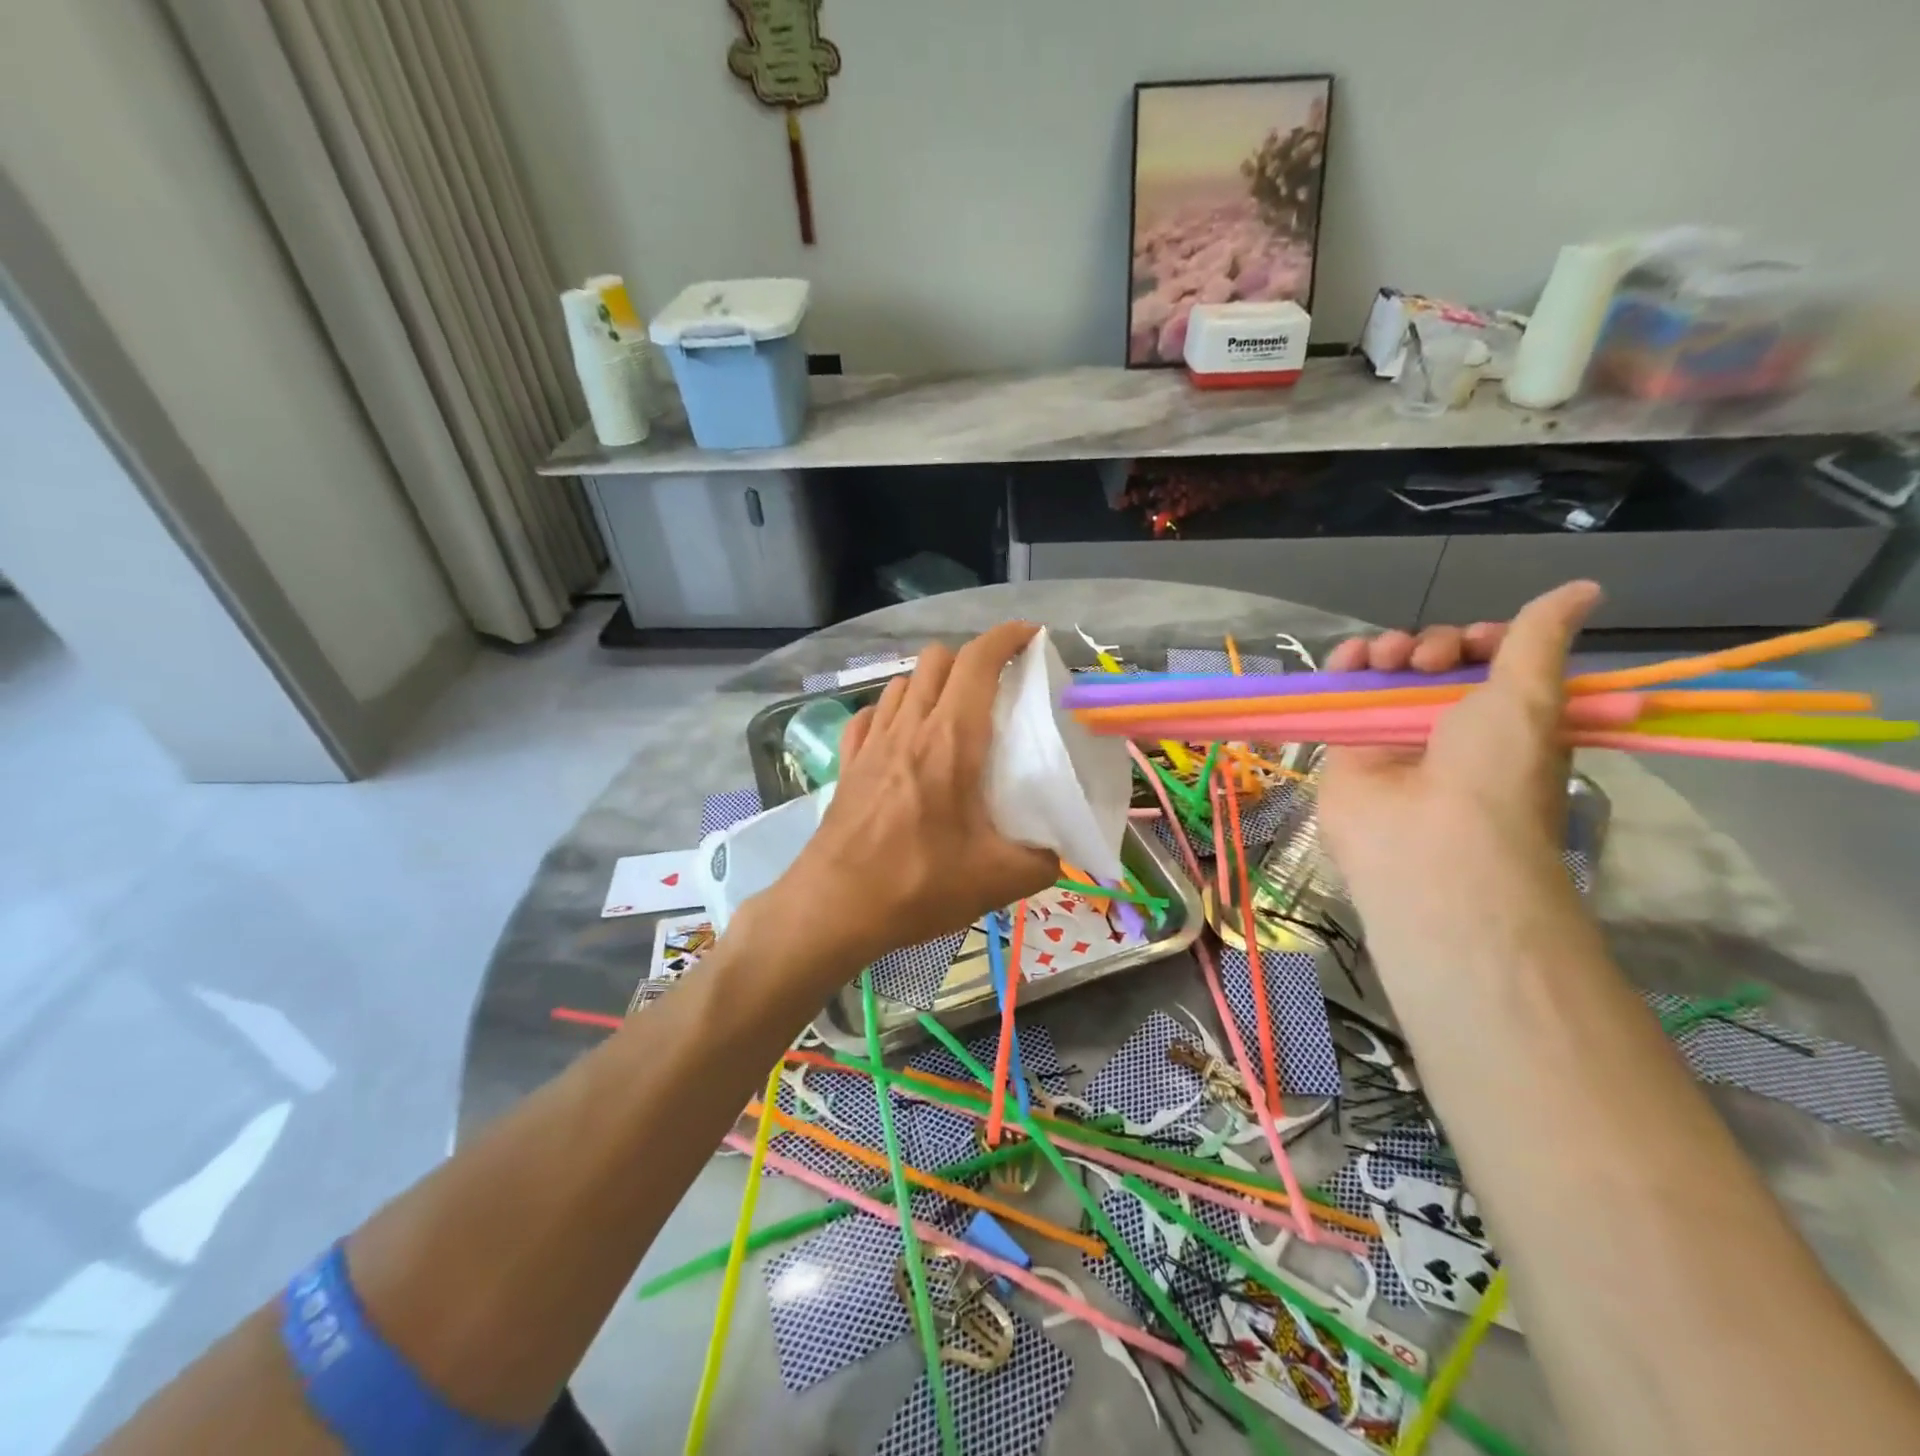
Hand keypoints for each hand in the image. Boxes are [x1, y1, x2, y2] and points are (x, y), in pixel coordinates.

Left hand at [769, 623, 1060, 973]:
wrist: (834, 907)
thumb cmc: (918, 884)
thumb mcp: (997, 879)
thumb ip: (1041, 860)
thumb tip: (1057, 853)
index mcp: (952, 740)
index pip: (978, 661)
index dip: (1006, 637)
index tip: (1030, 636)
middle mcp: (909, 727)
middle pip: (937, 659)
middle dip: (971, 659)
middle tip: (996, 689)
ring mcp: (872, 742)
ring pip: (903, 683)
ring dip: (931, 684)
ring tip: (952, 713)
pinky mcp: (848, 764)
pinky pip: (870, 716)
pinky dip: (892, 712)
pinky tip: (901, 738)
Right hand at [1317, 582, 1601, 956]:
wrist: (1428, 842)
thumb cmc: (1494, 770)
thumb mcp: (1532, 696)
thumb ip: (1539, 638)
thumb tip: (1585, 586)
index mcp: (1503, 718)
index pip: (1488, 662)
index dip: (1481, 641)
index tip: (1478, 641)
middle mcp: (1448, 726)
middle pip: (1432, 664)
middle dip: (1432, 646)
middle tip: (1430, 660)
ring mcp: (1394, 737)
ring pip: (1385, 675)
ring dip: (1386, 651)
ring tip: (1387, 657)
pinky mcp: (1348, 746)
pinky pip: (1343, 696)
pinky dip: (1343, 669)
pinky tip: (1347, 658)